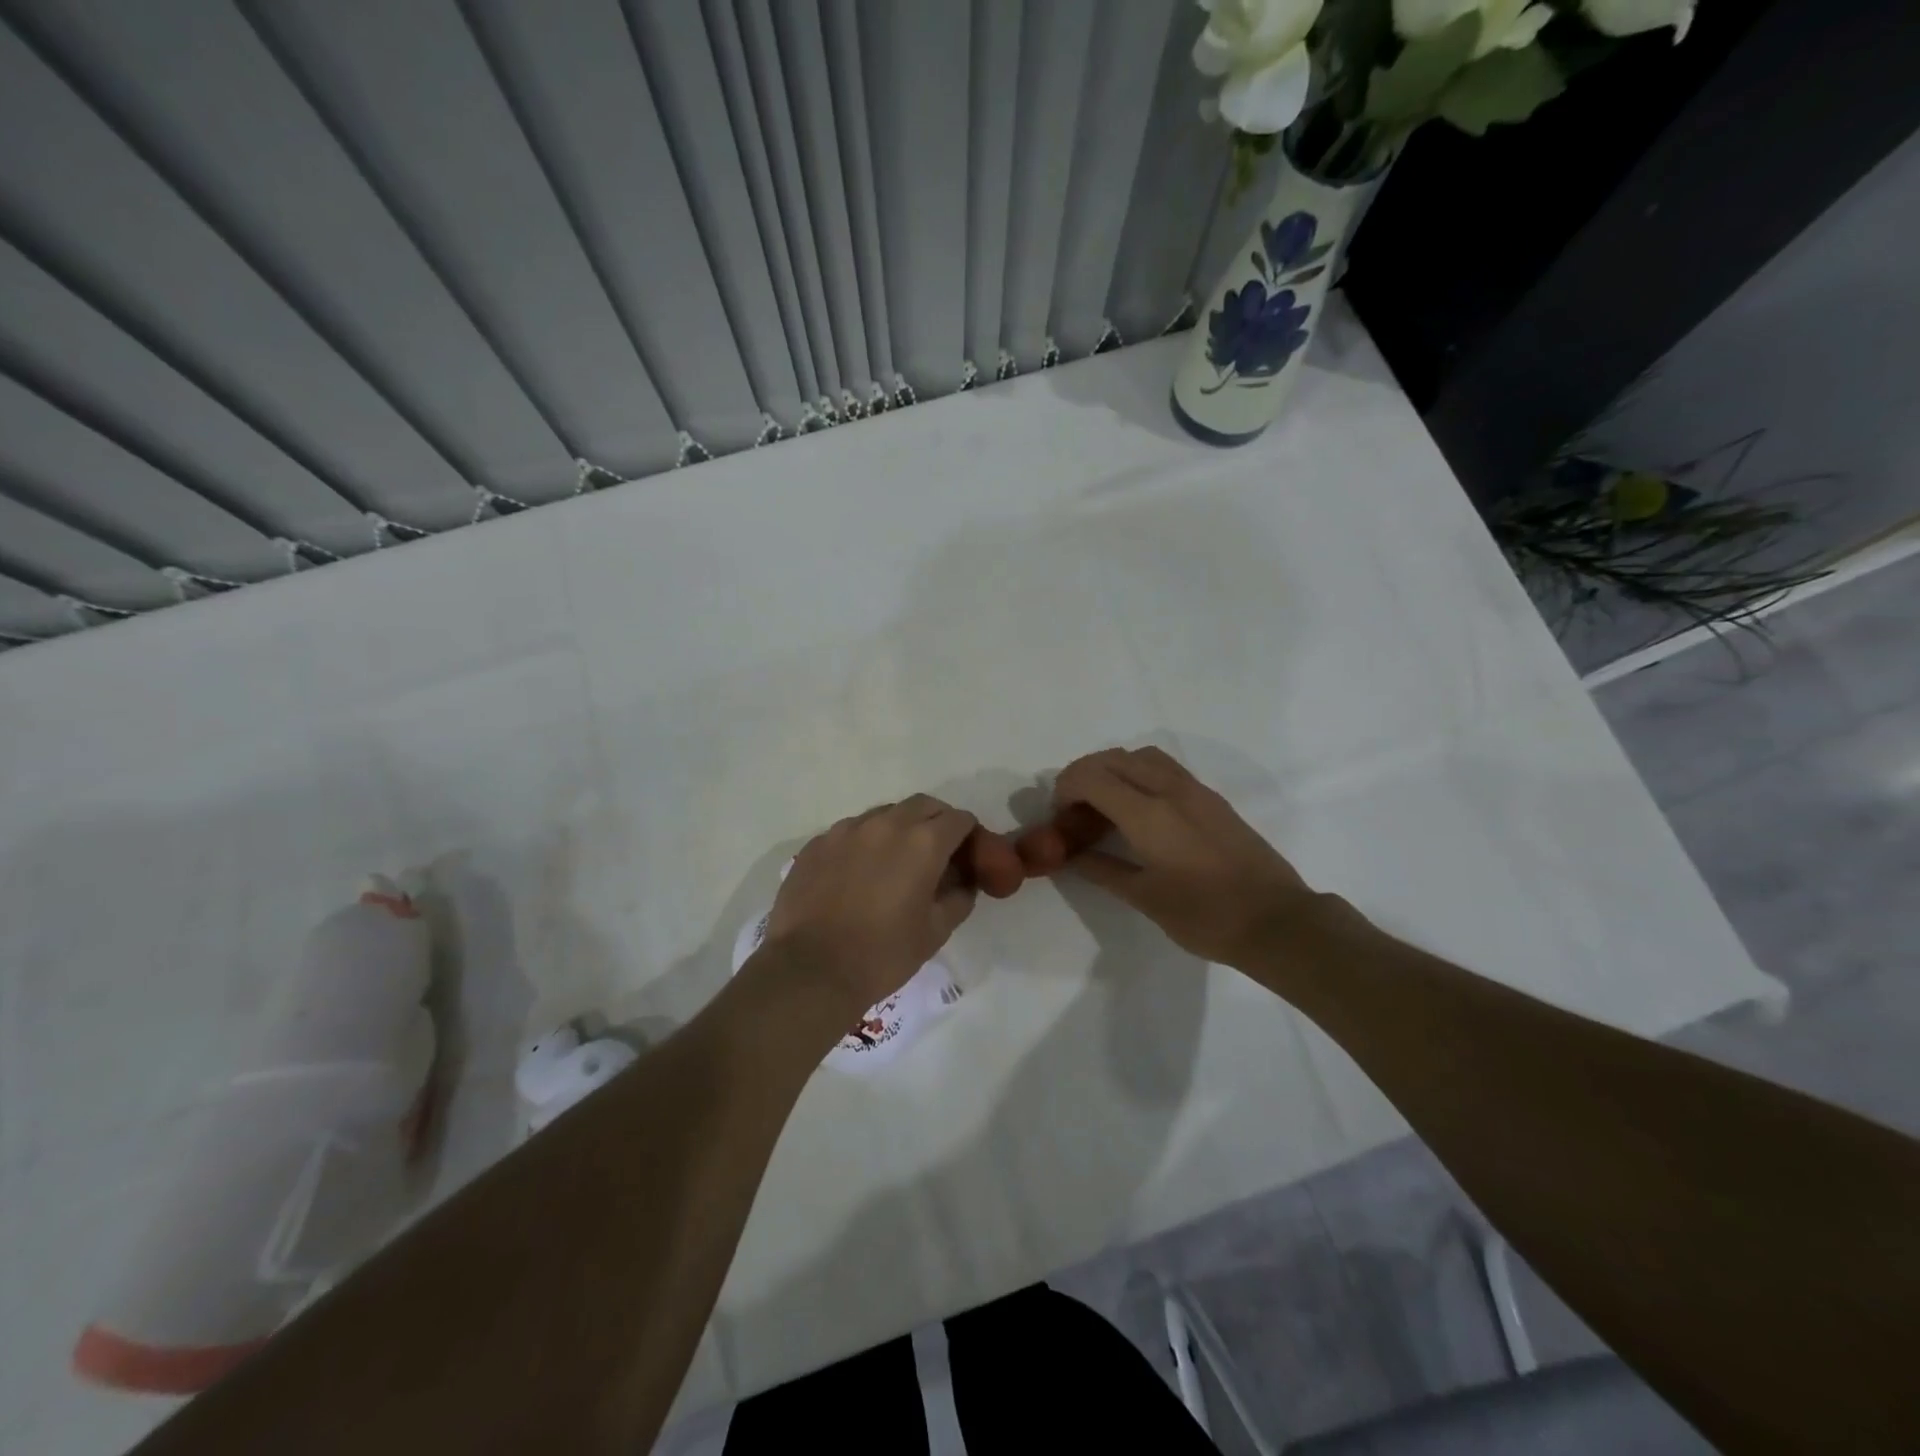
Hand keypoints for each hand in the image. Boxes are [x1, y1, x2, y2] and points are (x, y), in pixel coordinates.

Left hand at [760, 795, 981, 1017]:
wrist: (810, 970)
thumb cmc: (882, 954)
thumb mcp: (935, 932)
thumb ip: (958, 898)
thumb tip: (963, 883)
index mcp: (923, 843)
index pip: (959, 820)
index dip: (969, 835)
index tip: (967, 855)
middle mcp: (886, 824)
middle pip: (923, 806)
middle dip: (937, 822)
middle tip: (937, 852)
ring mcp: (846, 830)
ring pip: (884, 814)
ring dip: (899, 828)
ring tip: (894, 862)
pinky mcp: (817, 843)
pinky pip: (850, 831)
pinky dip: (864, 843)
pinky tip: (857, 873)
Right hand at [1020, 747, 1318, 967]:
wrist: (1277, 922)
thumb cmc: (1205, 916)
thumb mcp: (1145, 898)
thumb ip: (1103, 870)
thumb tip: (1073, 856)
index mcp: (1148, 814)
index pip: (1092, 777)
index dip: (1066, 788)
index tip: (1060, 814)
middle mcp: (1170, 789)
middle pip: (1114, 758)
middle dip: (1085, 774)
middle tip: (1075, 808)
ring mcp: (1195, 790)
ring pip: (1143, 756)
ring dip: (1115, 769)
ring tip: (1106, 803)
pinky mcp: (1212, 799)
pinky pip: (1165, 768)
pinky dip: (1140, 774)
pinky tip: (1141, 811)